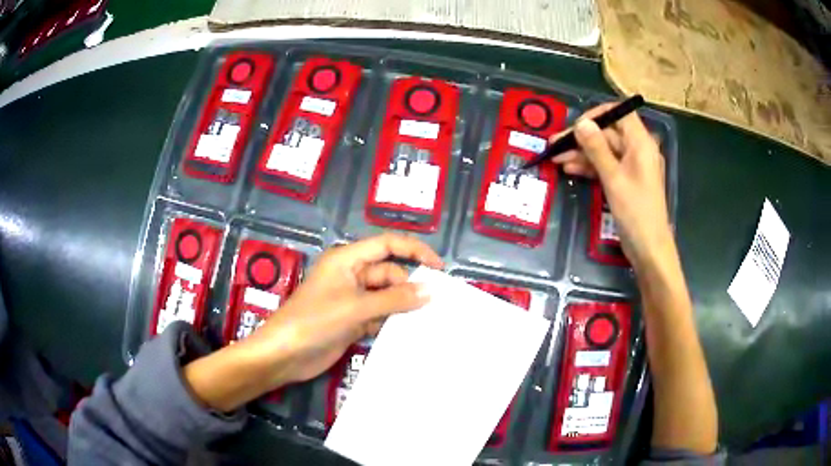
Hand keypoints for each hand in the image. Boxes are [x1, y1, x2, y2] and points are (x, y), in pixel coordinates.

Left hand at [244, 233, 443, 387]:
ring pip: (386, 296)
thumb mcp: (356, 307)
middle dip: (410, 286)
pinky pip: (379, 315)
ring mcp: (351, 299)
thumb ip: (395, 299)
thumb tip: (431, 291)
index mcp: (347, 260)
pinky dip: (392, 321)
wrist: (285, 354)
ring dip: (403, 306)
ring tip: (428, 320)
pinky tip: (408, 332)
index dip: (414, 250)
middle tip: (436, 304)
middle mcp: (351, 275)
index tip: (439, 267)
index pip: (387, 245)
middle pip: (389, 273)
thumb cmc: (315, 321)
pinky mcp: (352, 320)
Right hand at [550, 103, 670, 266]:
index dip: (598, 114)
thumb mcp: (613, 178)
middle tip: (555, 144)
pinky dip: (590, 168)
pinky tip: (570, 170)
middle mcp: (638, 151)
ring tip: (556, 159)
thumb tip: (581, 123)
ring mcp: (632, 168)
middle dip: (582, 138)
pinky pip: (607, 167)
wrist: (649, 248)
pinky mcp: (626, 182)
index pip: (620, 113)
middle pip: (608, 134)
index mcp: (641, 143)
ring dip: (581, 154)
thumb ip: (596, 148)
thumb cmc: (635, 211)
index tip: (576, 124)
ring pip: (604, 152)